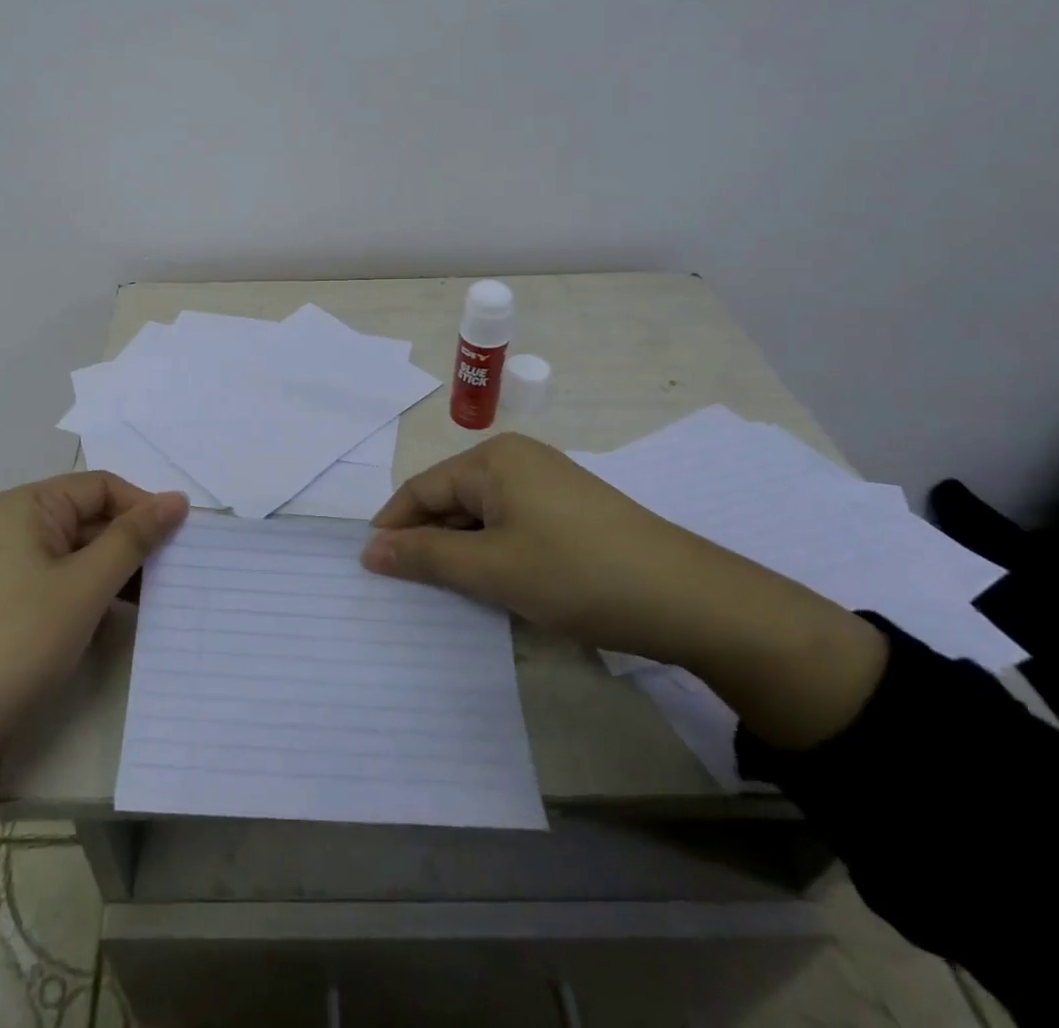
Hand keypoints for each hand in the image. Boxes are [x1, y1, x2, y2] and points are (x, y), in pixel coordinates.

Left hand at [0, 472, 188, 768]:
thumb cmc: (18, 641)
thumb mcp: (86, 586)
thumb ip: (134, 538)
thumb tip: (176, 499)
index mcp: (24, 505)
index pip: (100, 487)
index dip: (143, 508)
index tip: (180, 542)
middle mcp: (7, 523)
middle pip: (85, 516)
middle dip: (129, 542)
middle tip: (172, 575)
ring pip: (71, 550)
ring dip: (111, 569)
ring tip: (149, 600)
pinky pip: (52, 577)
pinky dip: (84, 589)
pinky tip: (110, 616)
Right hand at [364, 433, 733, 661]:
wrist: (689, 599)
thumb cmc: (576, 574)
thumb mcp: (491, 569)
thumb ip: (424, 556)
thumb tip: (369, 549)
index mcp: (493, 459)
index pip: (422, 488)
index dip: (393, 526)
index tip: (370, 566)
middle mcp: (517, 459)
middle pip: (452, 499)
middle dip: (428, 541)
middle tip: (407, 588)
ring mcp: (548, 482)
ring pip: (483, 515)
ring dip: (462, 551)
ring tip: (448, 592)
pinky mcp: (571, 510)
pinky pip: (513, 525)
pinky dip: (494, 553)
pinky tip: (496, 585)